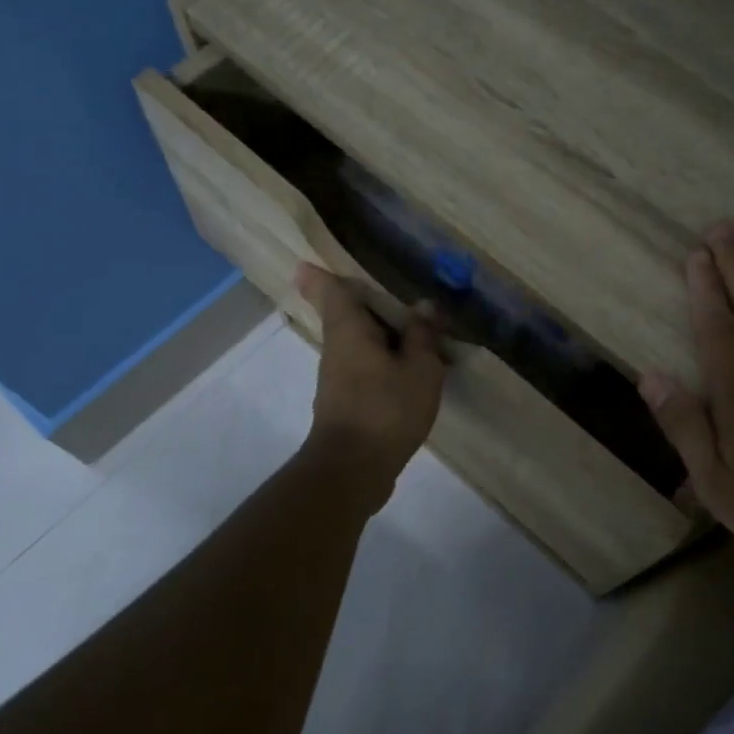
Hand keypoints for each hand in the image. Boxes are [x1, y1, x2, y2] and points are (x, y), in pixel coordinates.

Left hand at [295, 263, 445, 508]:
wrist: (353, 469)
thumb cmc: (386, 409)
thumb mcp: (420, 369)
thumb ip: (423, 335)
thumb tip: (424, 306)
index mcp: (348, 330)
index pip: (330, 291)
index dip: (320, 275)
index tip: (309, 263)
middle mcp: (336, 349)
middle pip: (345, 316)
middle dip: (365, 305)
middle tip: (394, 295)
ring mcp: (337, 379)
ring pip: (357, 344)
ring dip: (380, 336)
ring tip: (415, 333)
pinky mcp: (345, 404)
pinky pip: (365, 368)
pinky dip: (383, 362)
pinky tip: (409, 372)